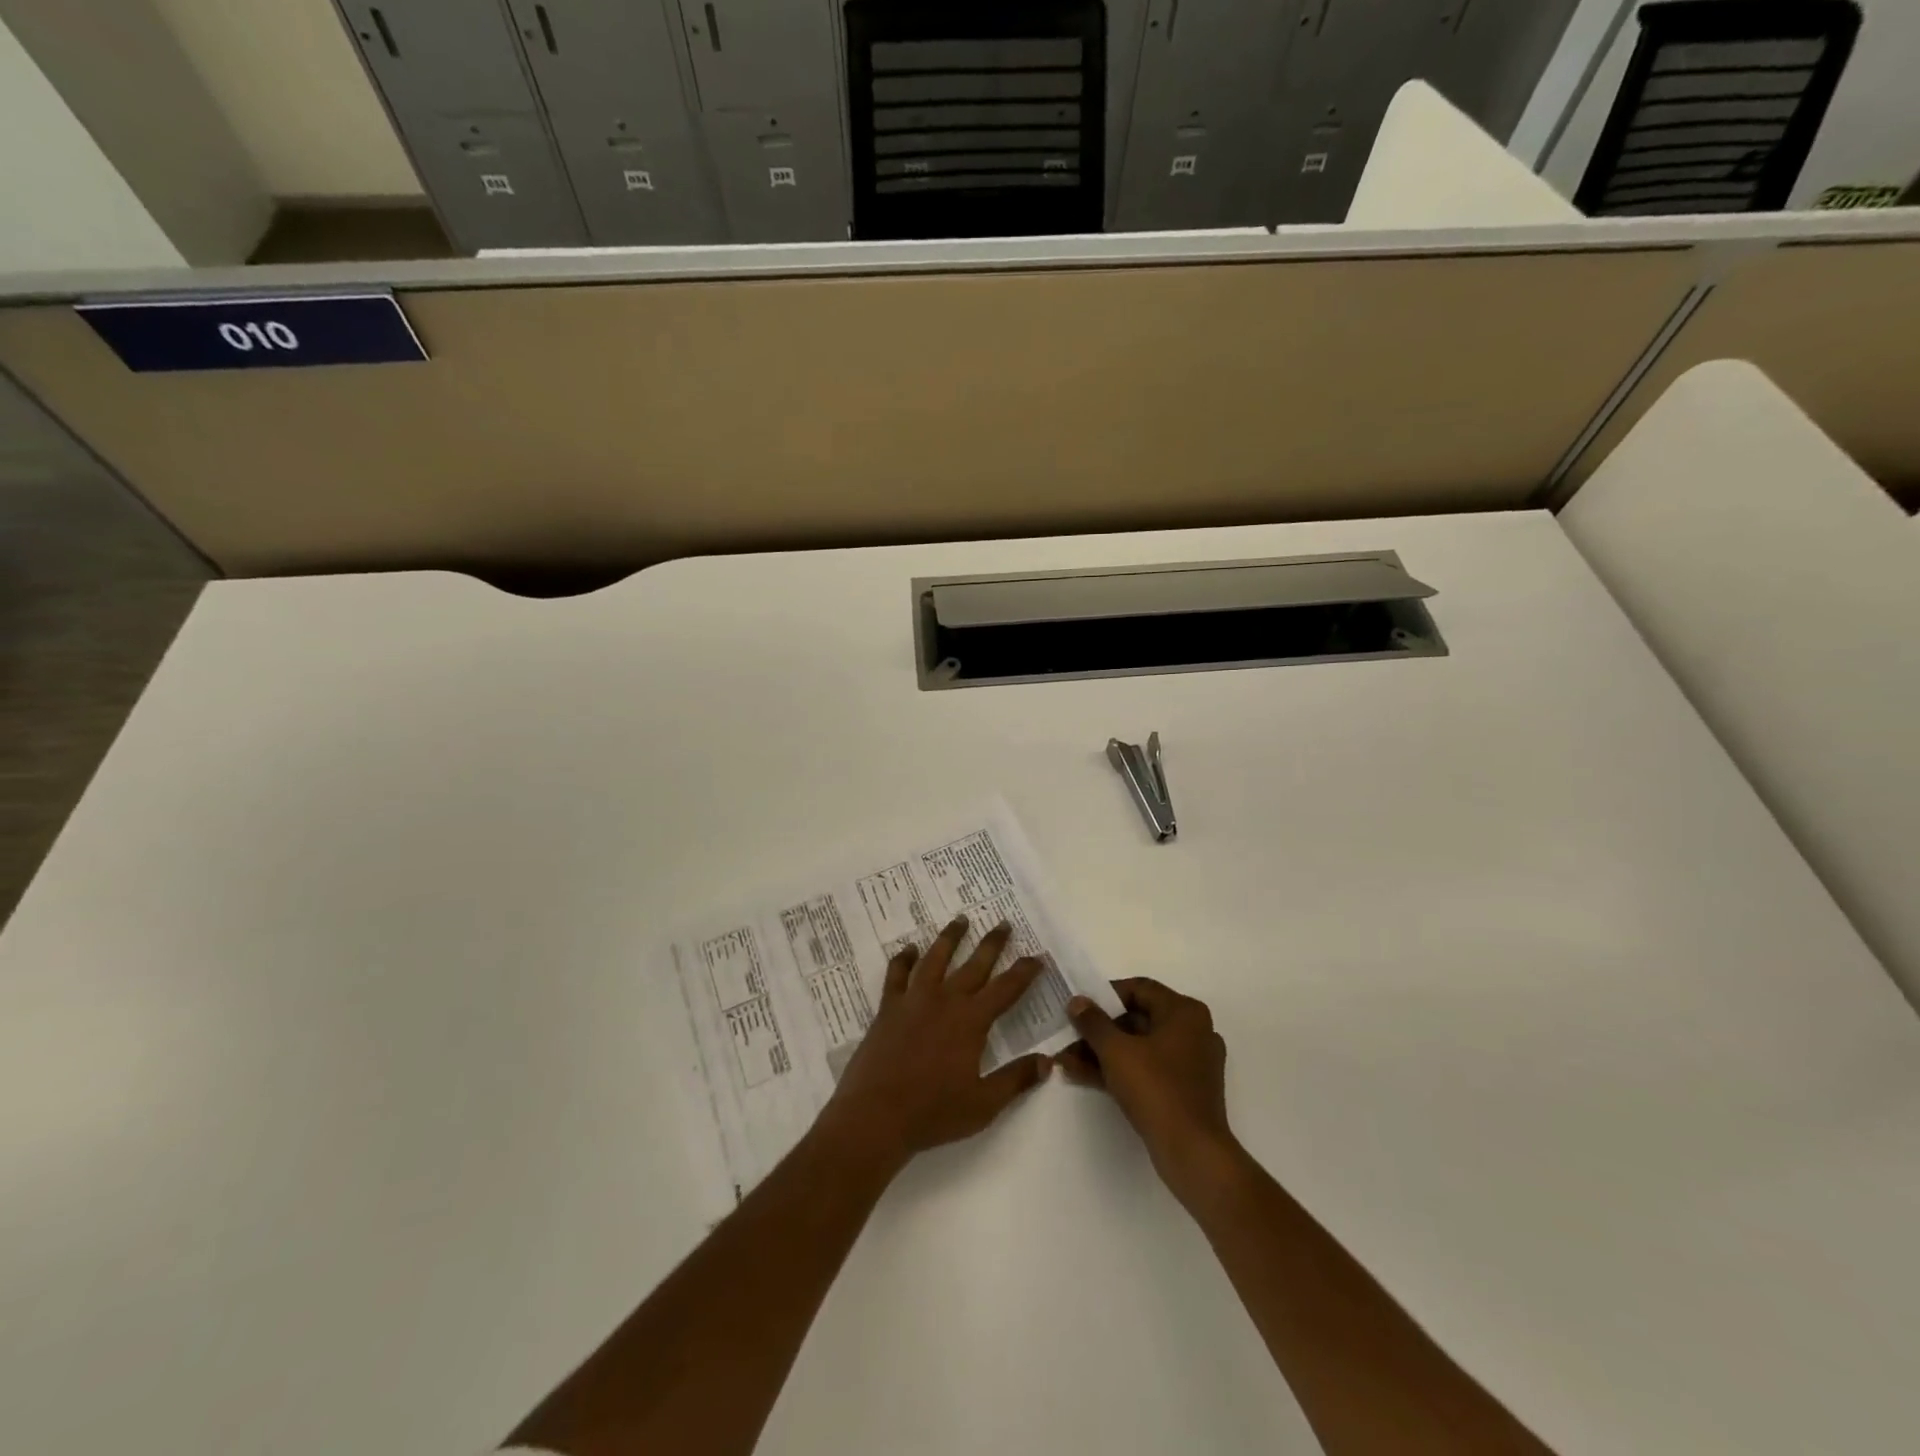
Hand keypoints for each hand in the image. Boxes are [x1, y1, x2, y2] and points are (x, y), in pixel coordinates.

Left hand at [815, 916, 1051, 1174]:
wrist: (875, 1116)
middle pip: (974, 965)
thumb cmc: (932, 1112)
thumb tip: (1048, 1062)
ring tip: (960, 919)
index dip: (1024, 971)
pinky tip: (909, 949)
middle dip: (992, 943)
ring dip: (950, 938)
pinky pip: (897, 974)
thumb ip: (1015, 1079)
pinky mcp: (888, 1008)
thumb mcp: (983, 1104)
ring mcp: (913, 1000)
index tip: (1037, 956)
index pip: (1006, 989)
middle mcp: (944, 1001)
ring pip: (935, 958)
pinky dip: (904, 959)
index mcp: (971, 1021)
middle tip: (1003, 923)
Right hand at [1057, 978, 1242, 1205]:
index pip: (1139, 989)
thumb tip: (1077, 1002)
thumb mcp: (1117, 1051)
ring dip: (1102, 1052)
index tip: (1079, 1006)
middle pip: (1137, 1019)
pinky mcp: (1183, 1091)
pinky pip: (1145, 1069)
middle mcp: (1192, 1032)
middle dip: (1098, 1030)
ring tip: (1065, 1059)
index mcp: (1184, 1013)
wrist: (1193, 1153)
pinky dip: (1117, 1070)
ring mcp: (1189, 1063)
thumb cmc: (1157, 1089)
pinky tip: (1081, 1075)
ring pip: (1138, 1047)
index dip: (1105, 994)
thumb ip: (1093, 1022)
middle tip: (1068, 1035)